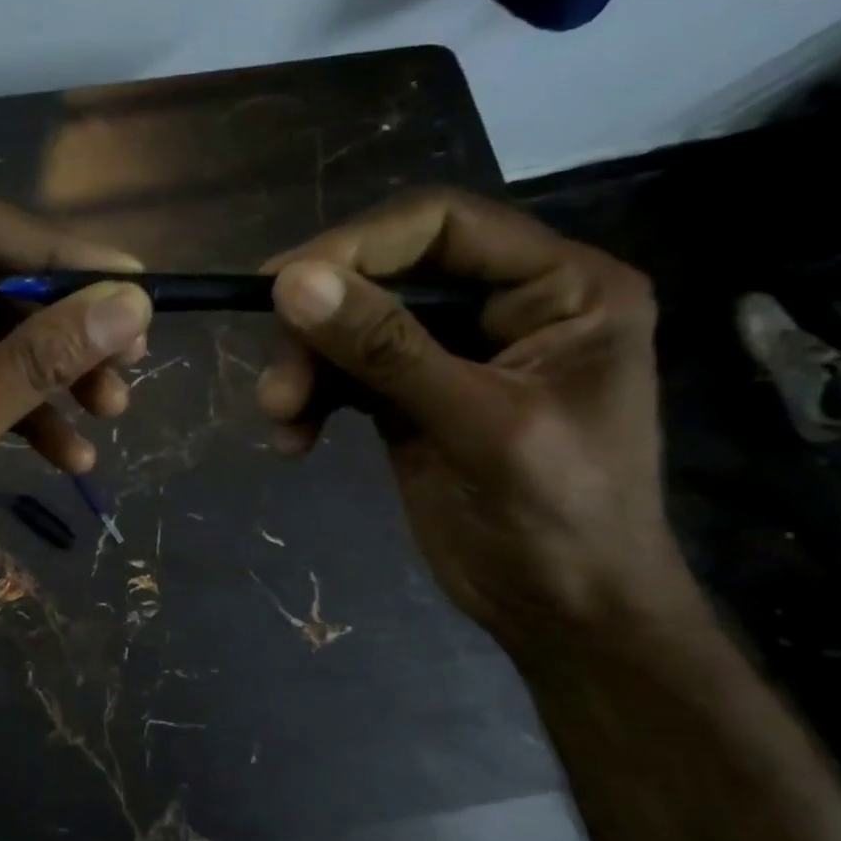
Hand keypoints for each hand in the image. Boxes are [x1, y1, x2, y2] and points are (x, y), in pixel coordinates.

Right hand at [257, 189, 688, 641]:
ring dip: (305, 367)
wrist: (564, 616)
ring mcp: (451, 350)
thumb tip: (289, 283)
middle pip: (384, 274)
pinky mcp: (410, 394)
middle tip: (276, 384)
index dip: (355, 246)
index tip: (278, 288)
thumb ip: (386, 351)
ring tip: (280, 418)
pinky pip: (343, 373)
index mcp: (560, 286)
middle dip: (321, 325)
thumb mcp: (477, 427)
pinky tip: (294, 441)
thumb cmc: (559, 521)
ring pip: (352, 324)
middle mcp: (504, 303)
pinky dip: (311, 399)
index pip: (440, 225)